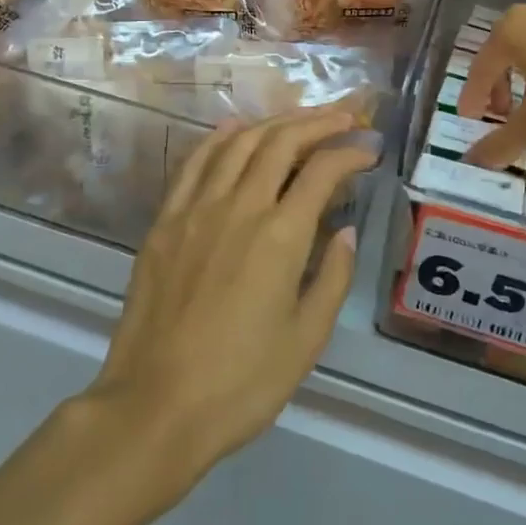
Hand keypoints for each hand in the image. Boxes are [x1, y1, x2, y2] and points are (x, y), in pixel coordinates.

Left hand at [87, 105, 378, 492]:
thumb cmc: (241, 382)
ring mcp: (196, 209)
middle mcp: (239, 207)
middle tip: (345, 118)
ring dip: (274, 122)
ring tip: (300, 119)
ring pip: (238, 143)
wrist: (155, 406)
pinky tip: (236, 129)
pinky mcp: (165, 221)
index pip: (322, 171)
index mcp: (280, 236)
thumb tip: (347, 231)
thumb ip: (333, 278)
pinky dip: (219, 138)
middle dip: (318, 122)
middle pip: (281, 142)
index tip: (369, 150)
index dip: (351, 153)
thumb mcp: (306, 339)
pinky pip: (195, 163)